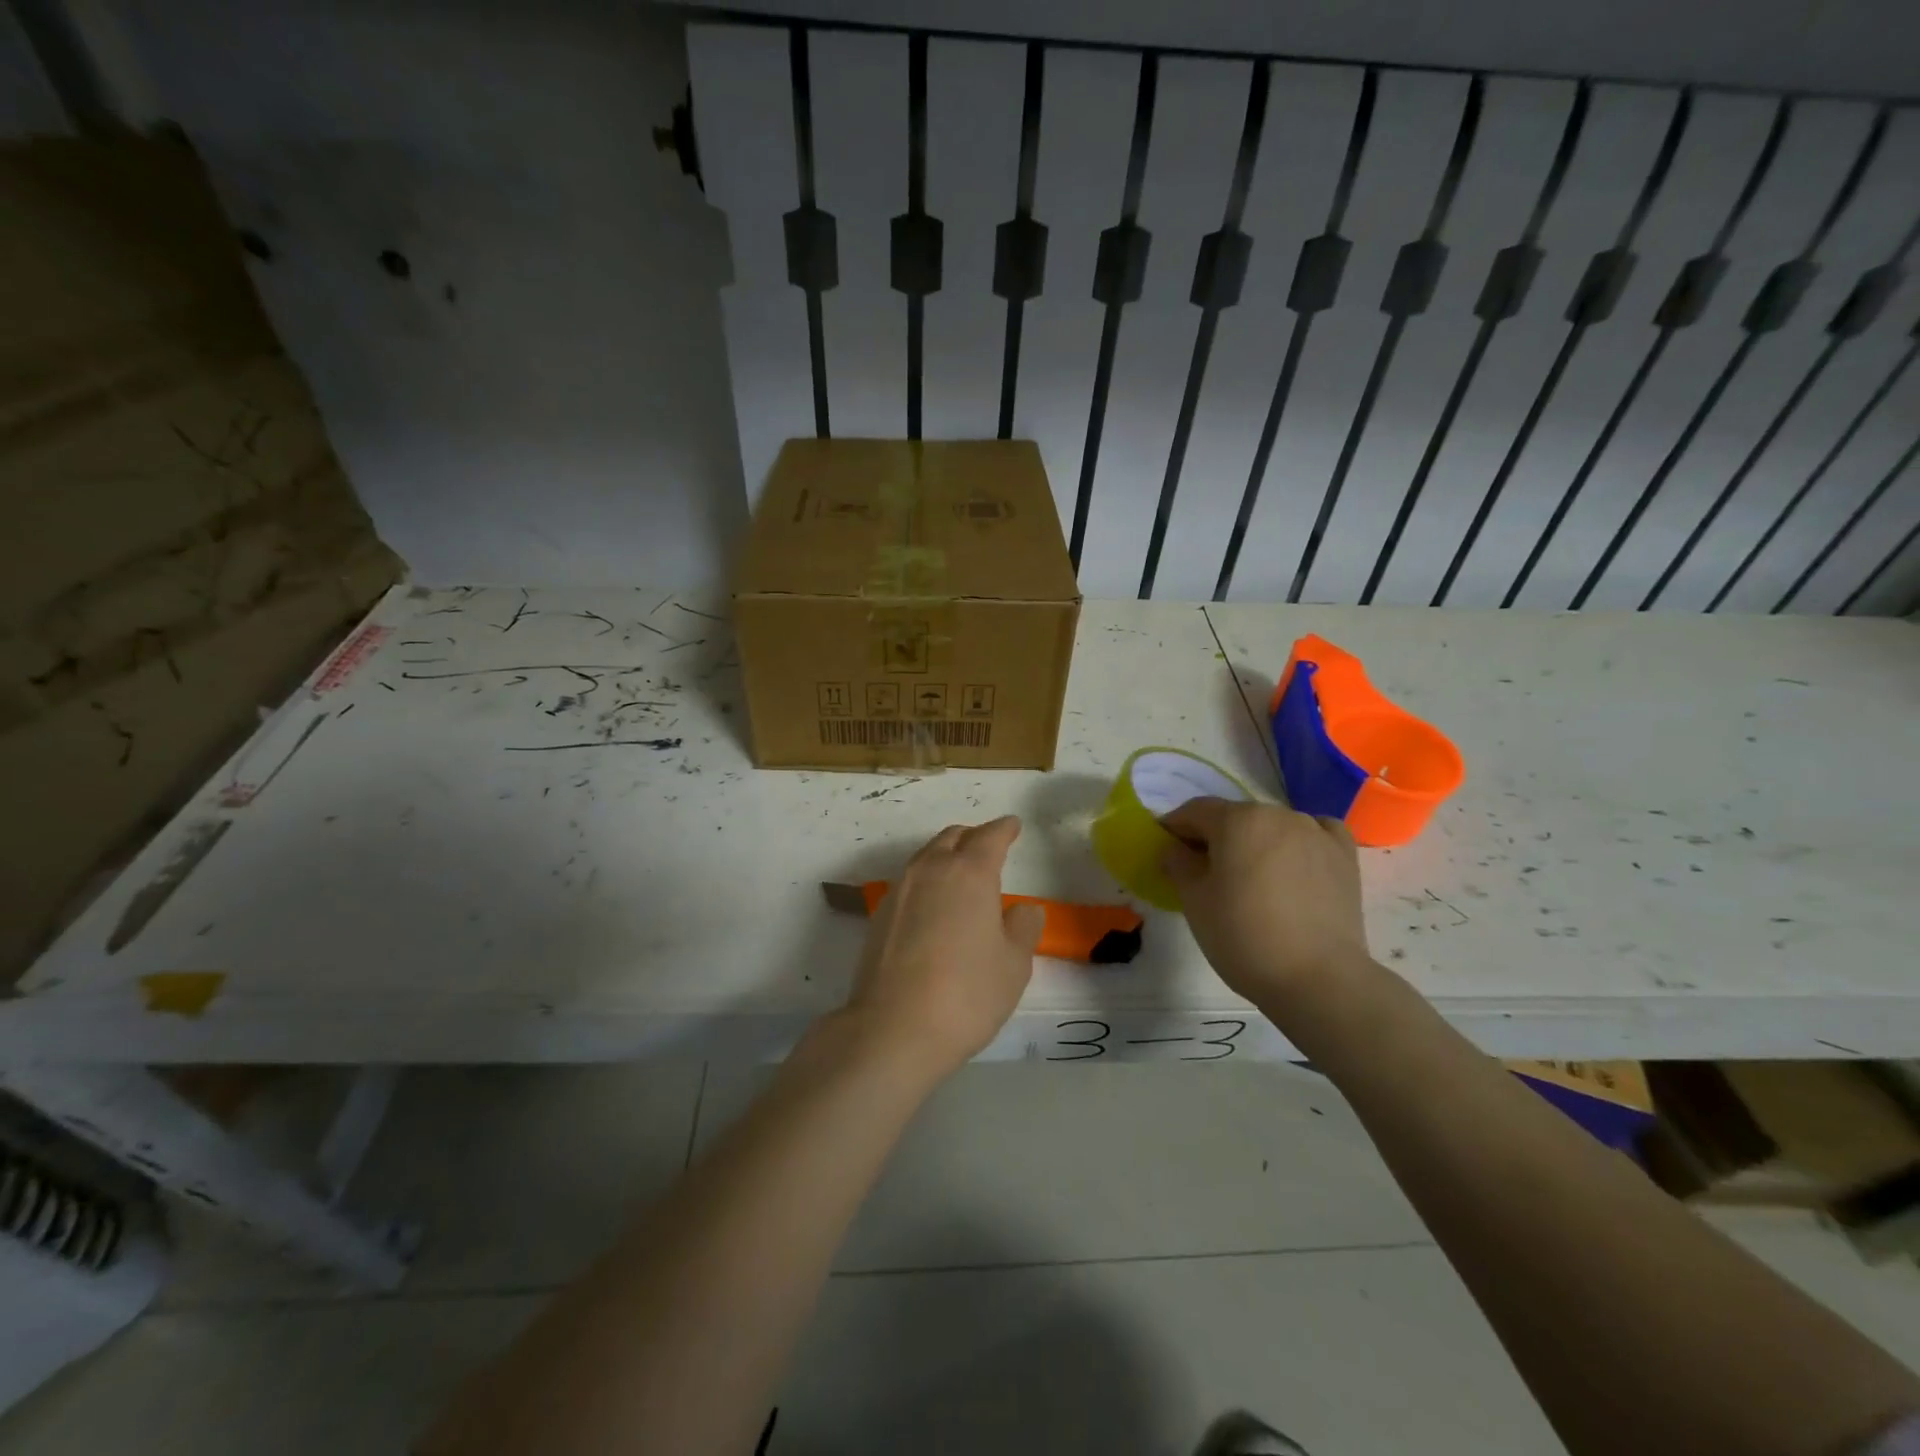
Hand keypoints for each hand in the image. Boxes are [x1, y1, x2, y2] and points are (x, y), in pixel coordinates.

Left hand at [842, 816, 1045, 1078]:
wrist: (893, 1028)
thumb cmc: (967, 993)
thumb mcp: (1013, 964)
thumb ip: (1023, 928)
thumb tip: (1023, 909)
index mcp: (970, 872)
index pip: (990, 836)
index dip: (1004, 829)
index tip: (1013, 826)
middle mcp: (930, 870)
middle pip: (952, 837)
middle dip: (972, 837)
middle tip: (988, 847)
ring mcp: (899, 891)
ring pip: (926, 857)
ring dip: (945, 856)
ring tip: (961, 875)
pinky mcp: (879, 915)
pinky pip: (909, 883)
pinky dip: (927, 882)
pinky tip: (934, 906)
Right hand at [1160, 798, 1371, 1010]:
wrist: (1318, 979)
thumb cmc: (1244, 936)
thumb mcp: (1194, 901)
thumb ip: (1178, 864)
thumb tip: (1176, 849)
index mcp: (1238, 819)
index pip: (1195, 811)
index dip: (1174, 827)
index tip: (1165, 849)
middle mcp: (1279, 814)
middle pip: (1235, 817)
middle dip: (1214, 837)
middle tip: (1202, 870)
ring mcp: (1316, 833)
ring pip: (1272, 827)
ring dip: (1254, 842)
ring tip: (1249, 877)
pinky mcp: (1344, 856)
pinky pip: (1314, 835)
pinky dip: (1297, 844)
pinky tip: (1293, 864)